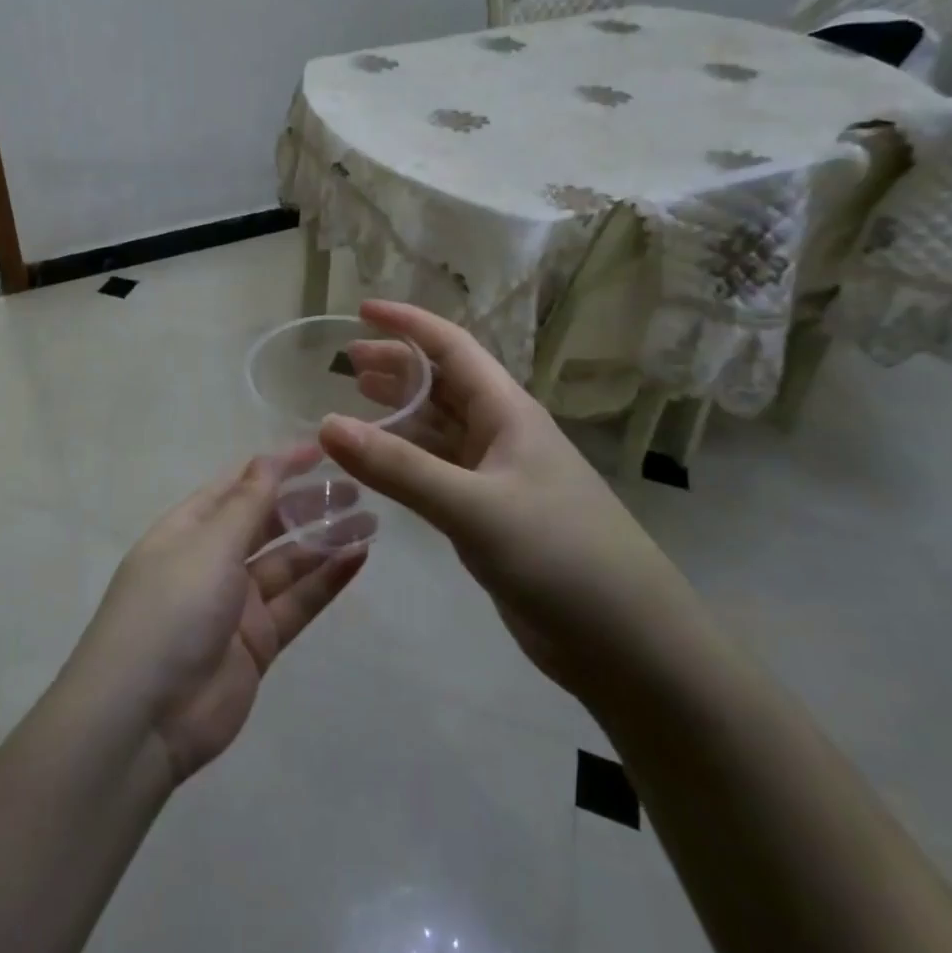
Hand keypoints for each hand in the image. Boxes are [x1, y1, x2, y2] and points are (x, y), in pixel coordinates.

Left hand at [67, 449, 372, 783]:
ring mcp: (235, 604)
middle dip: (306, 503)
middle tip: (356, 488)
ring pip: (288, 563)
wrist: (144, 717)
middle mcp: (211, 560)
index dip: (277, 466)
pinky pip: (297, 603)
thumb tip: (267, 458)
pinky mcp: (257, 643)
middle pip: (266, 522)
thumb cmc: (171, 610)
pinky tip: (358, 558)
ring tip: (370, 520)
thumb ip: (246, 504)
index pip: (238, 486)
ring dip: (324, 541)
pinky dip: (326, 581)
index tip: (322, 451)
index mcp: (188, 529)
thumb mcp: (208, 545)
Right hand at [320, 301, 689, 692]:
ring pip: (438, 429)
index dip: (407, 324)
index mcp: (508, 412)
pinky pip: (437, 472)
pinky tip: (378, 464)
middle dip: (397, 366)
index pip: (452, 348)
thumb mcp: (474, 507)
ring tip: (354, 400)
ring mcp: (497, 477)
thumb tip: (325, 424)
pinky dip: (405, 461)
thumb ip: (399, 468)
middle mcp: (502, 434)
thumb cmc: (560, 556)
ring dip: (398, 413)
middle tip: (346, 362)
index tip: (361, 310)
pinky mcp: (490, 516)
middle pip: (442, 384)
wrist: (626, 642)